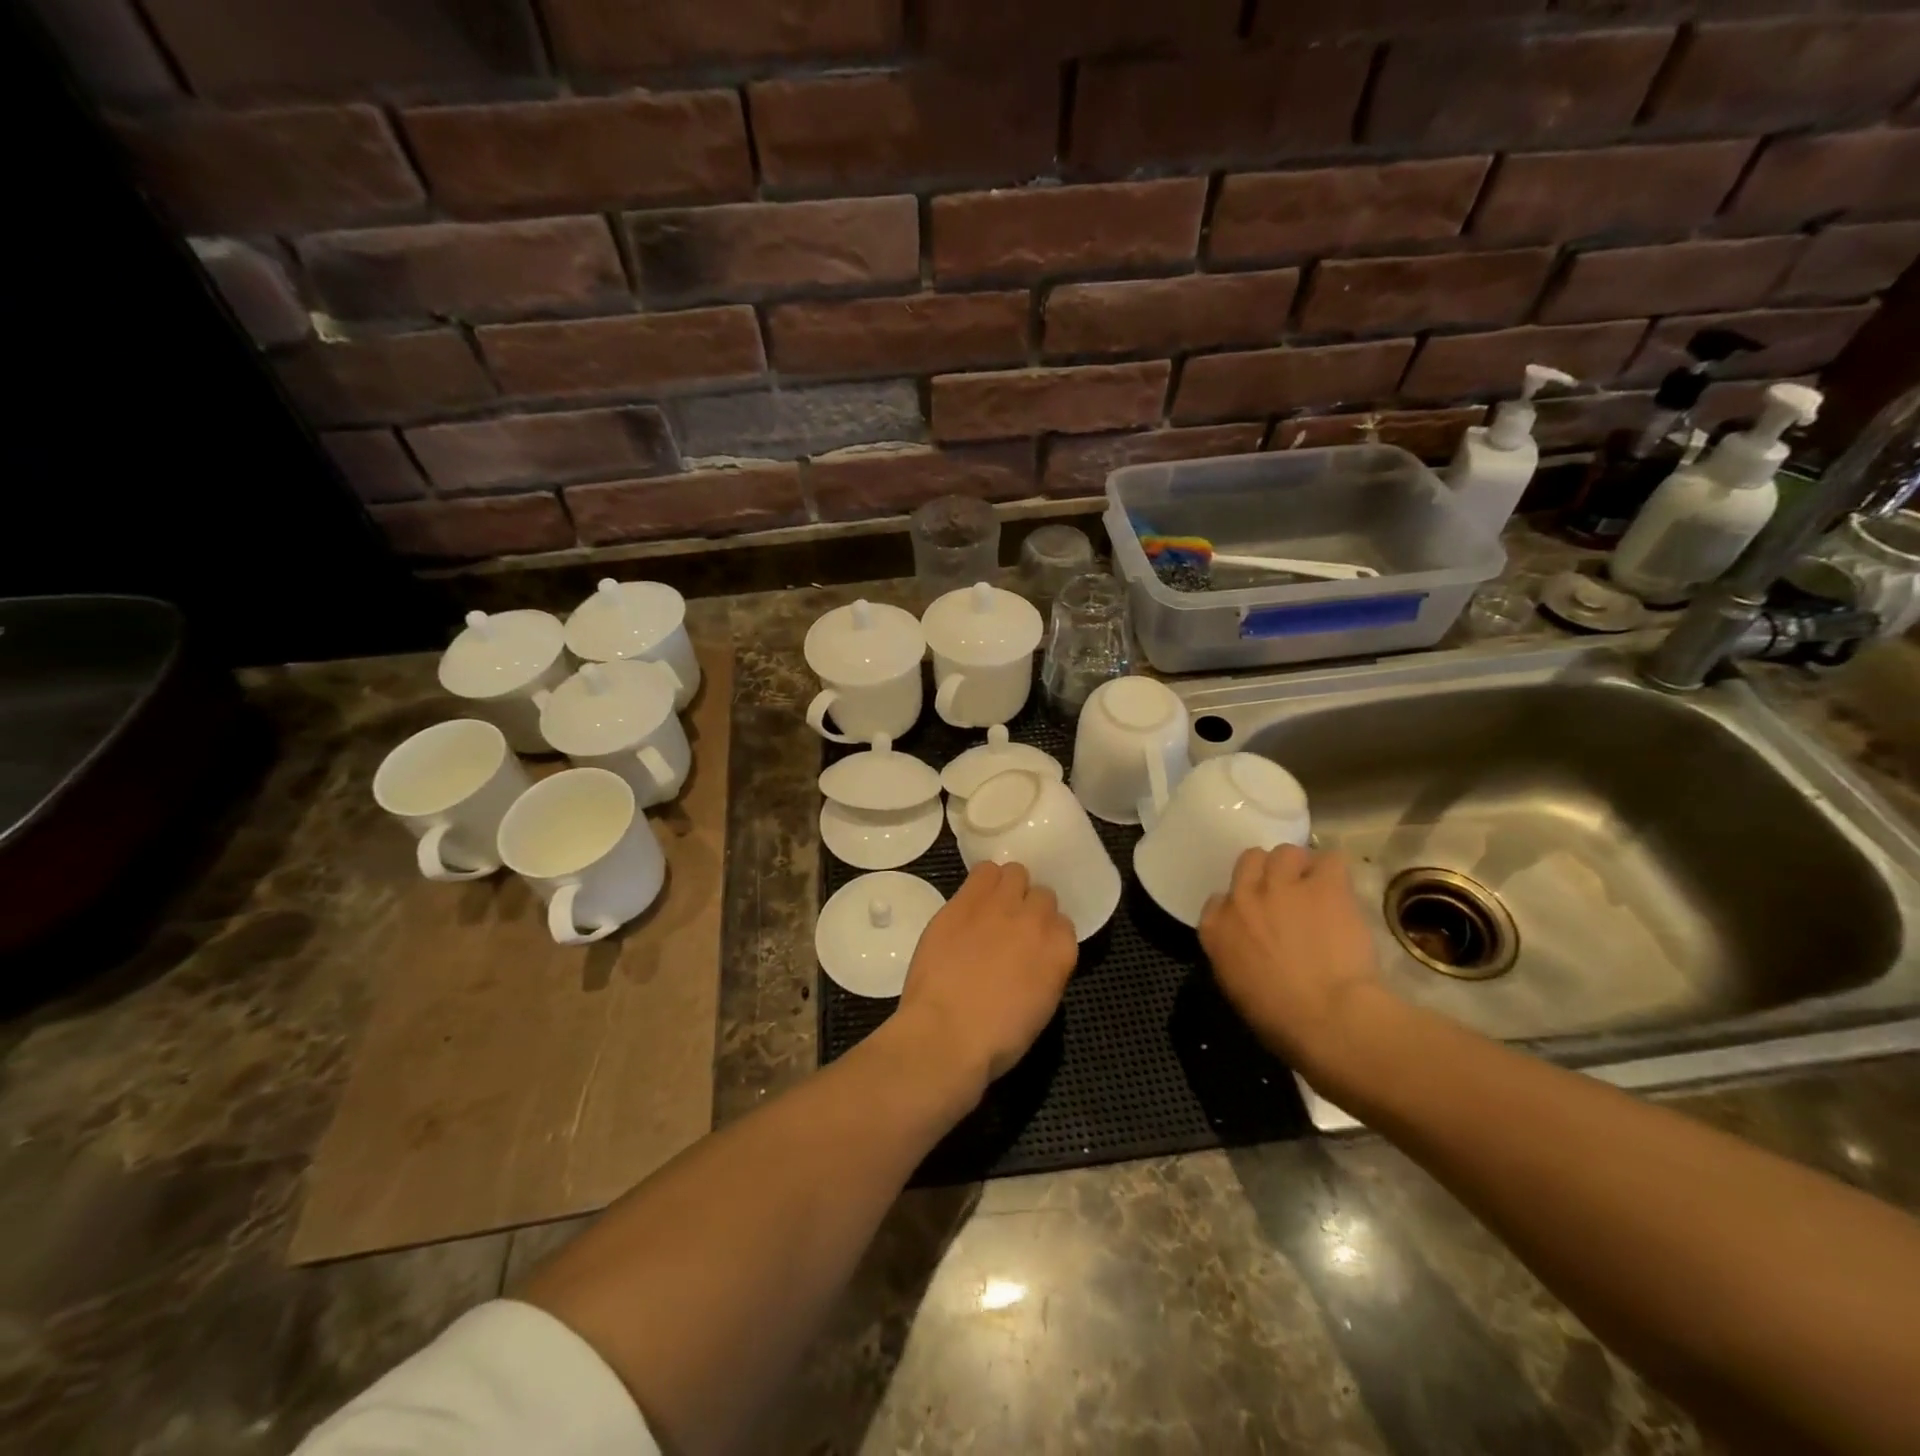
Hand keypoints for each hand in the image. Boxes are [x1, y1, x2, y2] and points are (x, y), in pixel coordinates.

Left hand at [896, 862, 1077, 1094]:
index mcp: (1060, 953)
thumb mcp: (1039, 1009)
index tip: (1031, 947)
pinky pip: (982, 872)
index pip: (1063, 923)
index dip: (1046, 934)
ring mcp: (1000, 906)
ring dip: (1006, 887)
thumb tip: (1032, 958)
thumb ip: (1044, 972)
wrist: (946, 1033)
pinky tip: (970, 901)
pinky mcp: (965, 900)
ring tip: (990, 907)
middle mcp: (1036, 921)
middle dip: (1028, 908)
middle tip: (1009, 927)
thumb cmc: (995, 1039)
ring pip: (1014, 873)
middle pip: (1041, 894)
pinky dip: (980, 883)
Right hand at [1198, 845, 1382, 1071]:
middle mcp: (1242, 898)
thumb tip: (1249, 949)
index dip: (1241, 906)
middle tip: (1288, 895)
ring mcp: (1281, 887)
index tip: (1257, 920)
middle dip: (1267, 874)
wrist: (1328, 1019)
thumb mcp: (1236, 988)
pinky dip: (1335, 873)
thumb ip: (1233, 955)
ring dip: (1300, 867)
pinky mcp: (1323, 886)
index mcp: (1215, 928)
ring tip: (1317, 888)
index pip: (1219, 900)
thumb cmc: (1280, 1020)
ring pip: (1286, 852)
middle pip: (1250, 861)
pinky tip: (1342, 891)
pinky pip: (1330, 860)